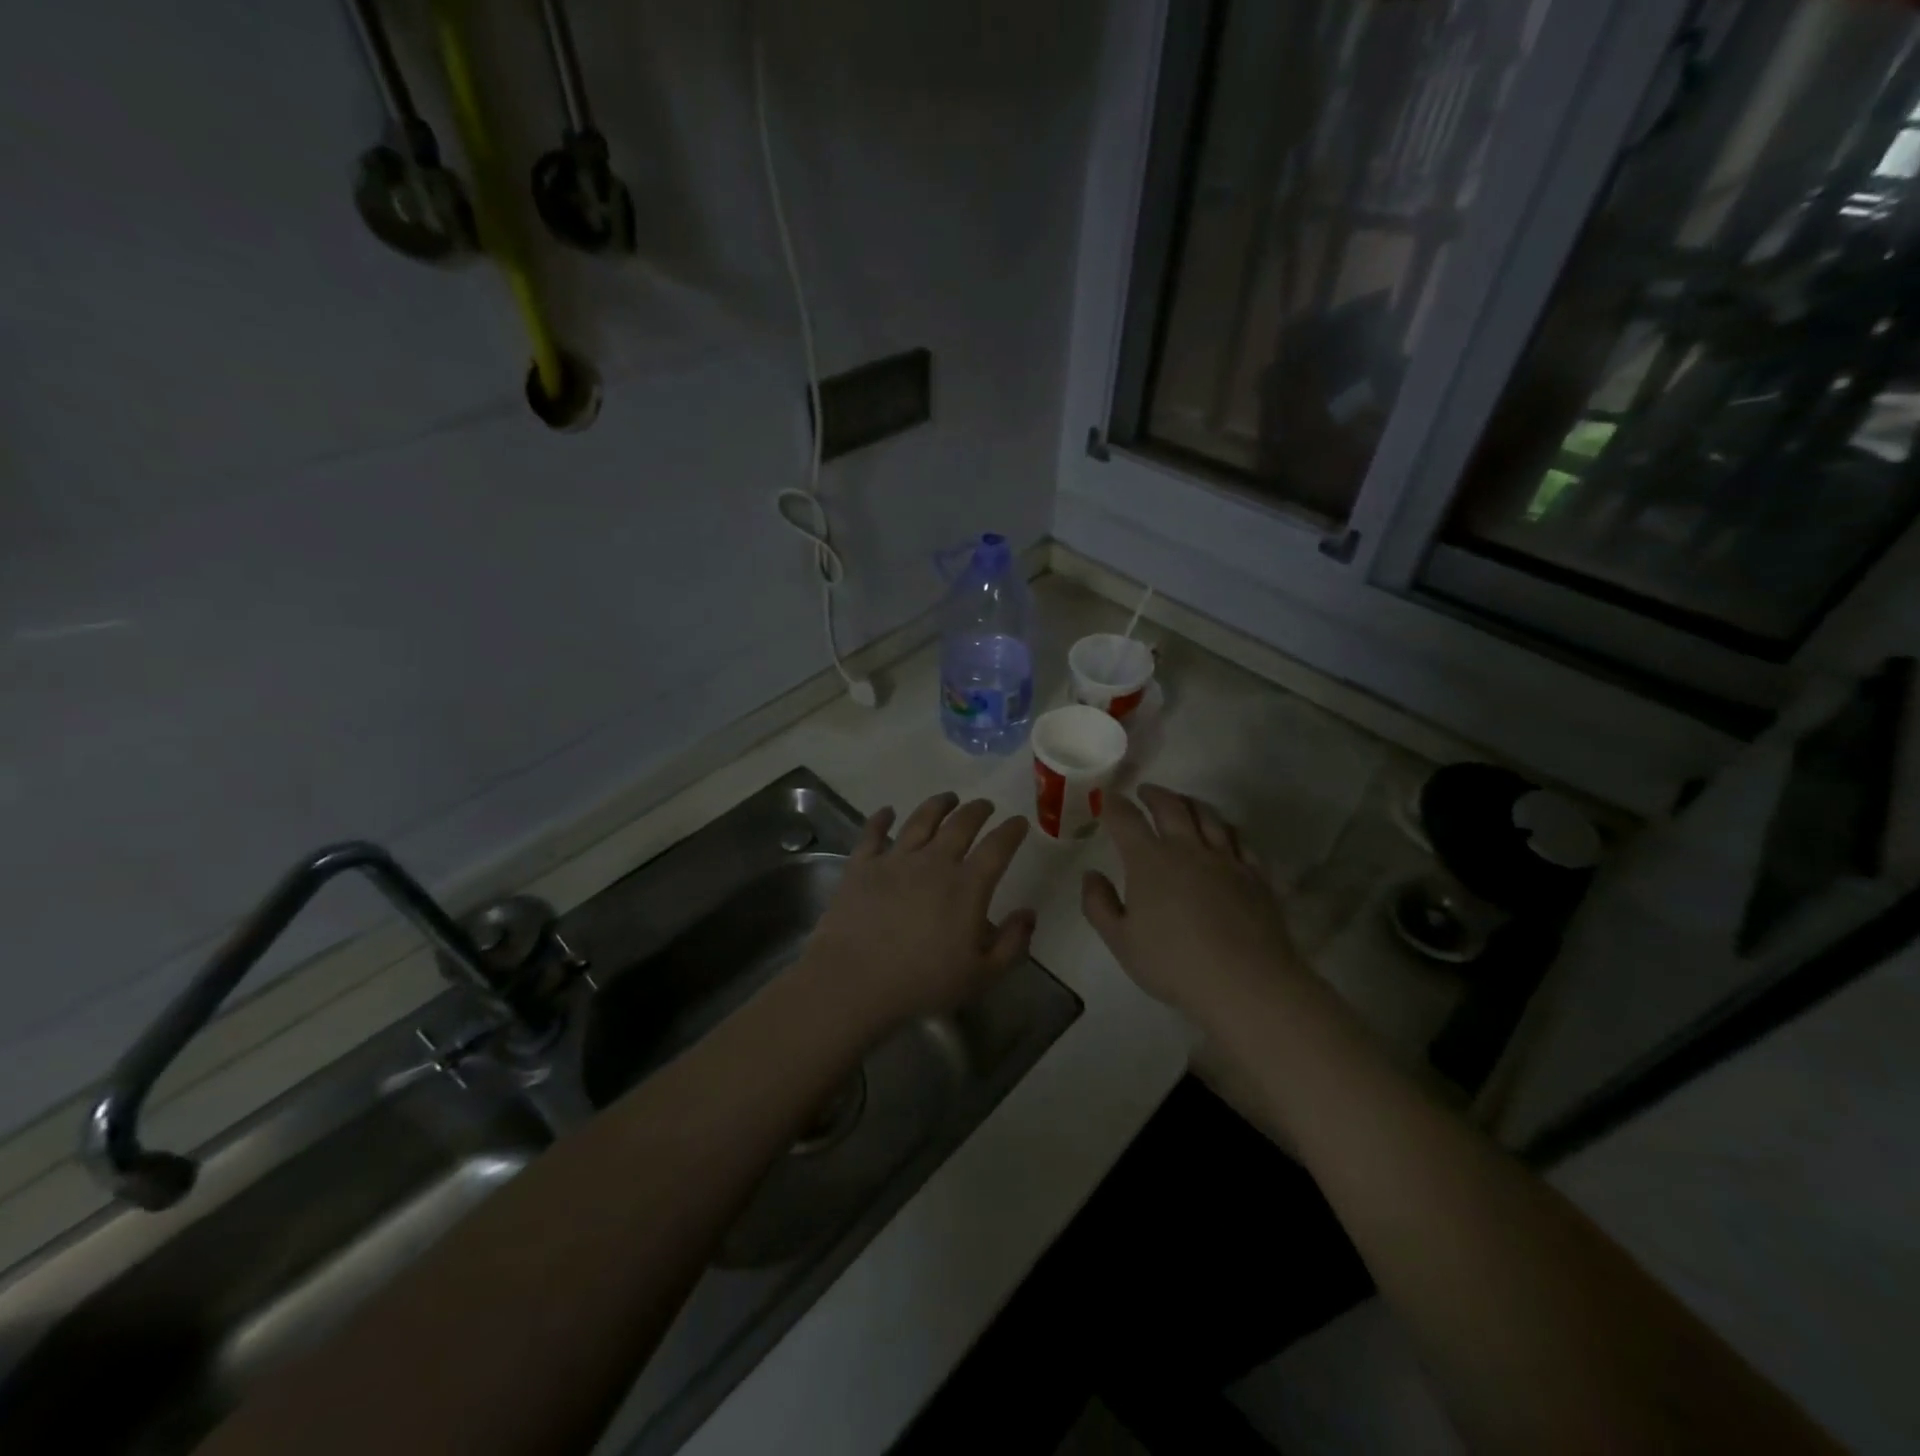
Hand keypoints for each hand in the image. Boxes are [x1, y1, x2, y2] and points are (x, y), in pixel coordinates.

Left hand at [803, 792, 1035, 1029]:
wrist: (854, 980)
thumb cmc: (922, 983)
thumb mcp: (981, 975)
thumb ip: (1012, 944)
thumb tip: (1029, 914)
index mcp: (967, 886)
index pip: (997, 847)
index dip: (1011, 831)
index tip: (1019, 822)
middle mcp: (933, 862)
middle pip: (960, 824)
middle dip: (977, 810)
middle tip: (985, 805)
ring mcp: (895, 860)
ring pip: (920, 820)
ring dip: (937, 805)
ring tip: (948, 798)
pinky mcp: (861, 866)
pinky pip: (873, 834)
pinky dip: (881, 819)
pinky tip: (887, 812)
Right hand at [1082, 784, 1302, 1018]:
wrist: (1245, 982)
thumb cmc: (1173, 963)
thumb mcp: (1121, 941)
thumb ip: (1099, 904)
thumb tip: (1091, 874)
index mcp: (1149, 860)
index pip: (1126, 819)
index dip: (1113, 804)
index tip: (1106, 797)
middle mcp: (1187, 848)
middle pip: (1171, 806)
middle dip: (1154, 794)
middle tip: (1144, 792)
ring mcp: (1225, 859)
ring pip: (1208, 816)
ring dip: (1191, 803)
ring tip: (1183, 803)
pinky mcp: (1255, 875)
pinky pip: (1240, 840)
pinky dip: (1226, 829)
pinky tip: (1224, 834)